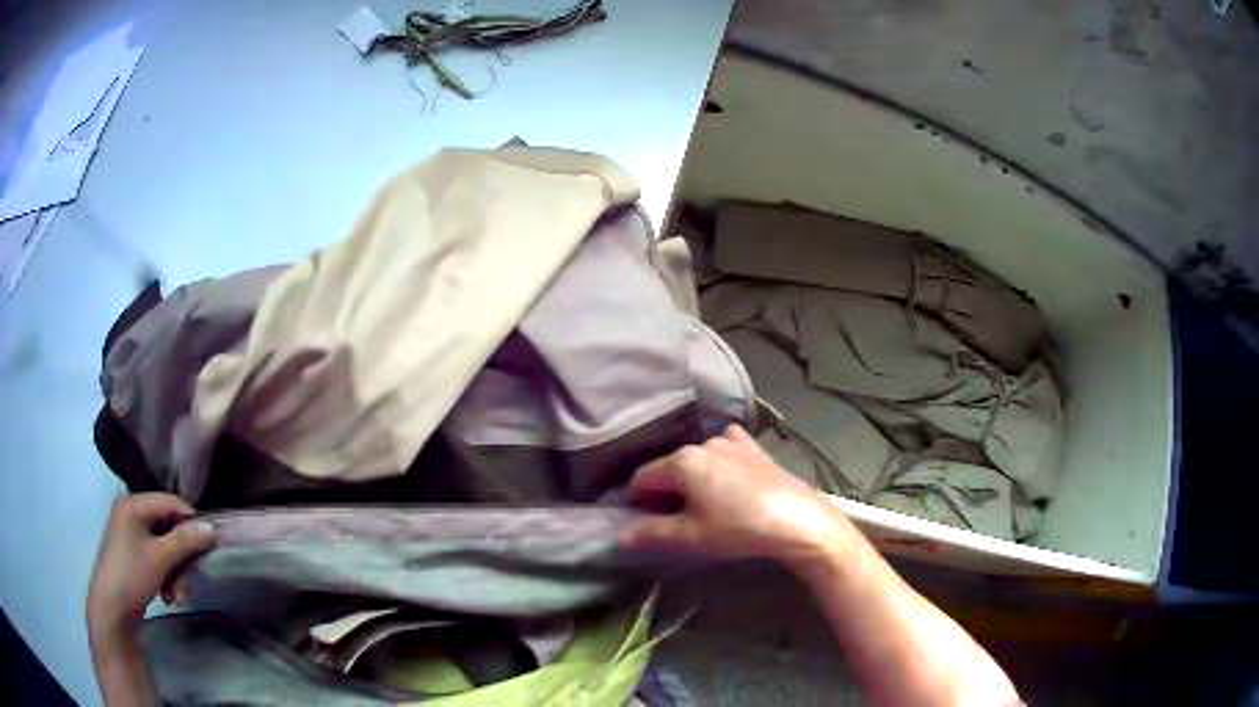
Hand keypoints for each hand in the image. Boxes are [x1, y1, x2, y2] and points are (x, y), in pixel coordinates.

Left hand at [87, 494, 215, 641]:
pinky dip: (166, 577)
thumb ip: (185, 540)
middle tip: (189, 582)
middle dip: (182, 558)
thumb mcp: (161, 558)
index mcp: (133, 504)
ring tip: (177, 596)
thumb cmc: (132, 575)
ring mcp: (130, 535)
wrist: (111, 608)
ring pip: (165, 548)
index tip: (208, 545)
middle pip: (168, 528)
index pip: (170, 502)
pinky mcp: (132, 556)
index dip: (191, 521)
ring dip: (176, 573)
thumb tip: (211, 528)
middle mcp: (130, 513)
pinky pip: (156, 559)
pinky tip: (168, 596)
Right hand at [622, 425, 855, 566]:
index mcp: (682, 461)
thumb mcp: (691, 537)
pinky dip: (719, 464)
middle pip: (669, 468)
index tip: (648, 524)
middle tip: (679, 522)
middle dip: (666, 492)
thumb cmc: (739, 528)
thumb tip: (620, 535)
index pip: (642, 478)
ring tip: (708, 508)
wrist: (797, 519)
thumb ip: (651, 534)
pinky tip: (730, 482)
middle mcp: (703, 443)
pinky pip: (725, 451)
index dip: (638, 502)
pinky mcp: (754, 447)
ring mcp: (731, 441)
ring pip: (697, 460)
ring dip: (693, 480)